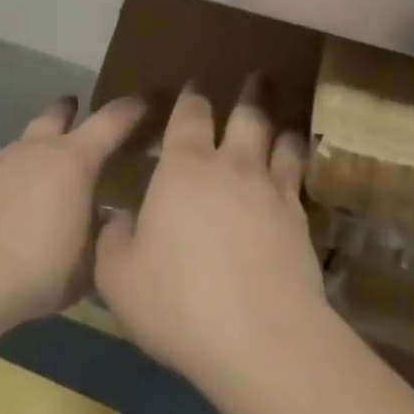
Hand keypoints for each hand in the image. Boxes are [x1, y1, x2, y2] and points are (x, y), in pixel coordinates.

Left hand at [0, 94, 144, 337]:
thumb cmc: (42, 267)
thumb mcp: (94, 259)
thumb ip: (109, 232)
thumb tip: (114, 216)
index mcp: (75, 159)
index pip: (113, 119)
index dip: (135, 107)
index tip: (151, 100)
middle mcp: (39, 149)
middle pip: (60, 112)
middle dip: (75, 109)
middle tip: (87, 116)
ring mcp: (5, 161)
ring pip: (31, 135)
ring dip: (47, 140)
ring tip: (57, 164)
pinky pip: (12, 162)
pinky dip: (26, 167)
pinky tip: (29, 194)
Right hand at [94, 78, 329, 393]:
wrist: (259, 338)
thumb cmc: (178, 301)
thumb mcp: (119, 276)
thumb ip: (114, 240)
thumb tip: (119, 220)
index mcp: (184, 169)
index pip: (189, 116)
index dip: (191, 96)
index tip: (195, 83)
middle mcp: (232, 167)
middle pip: (246, 115)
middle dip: (250, 92)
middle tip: (257, 75)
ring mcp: (271, 191)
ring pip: (280, 141)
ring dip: (280, 123)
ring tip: (283, 116)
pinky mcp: (300, 221)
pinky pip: (300, 179)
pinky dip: (298, 163)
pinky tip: (299, 167)